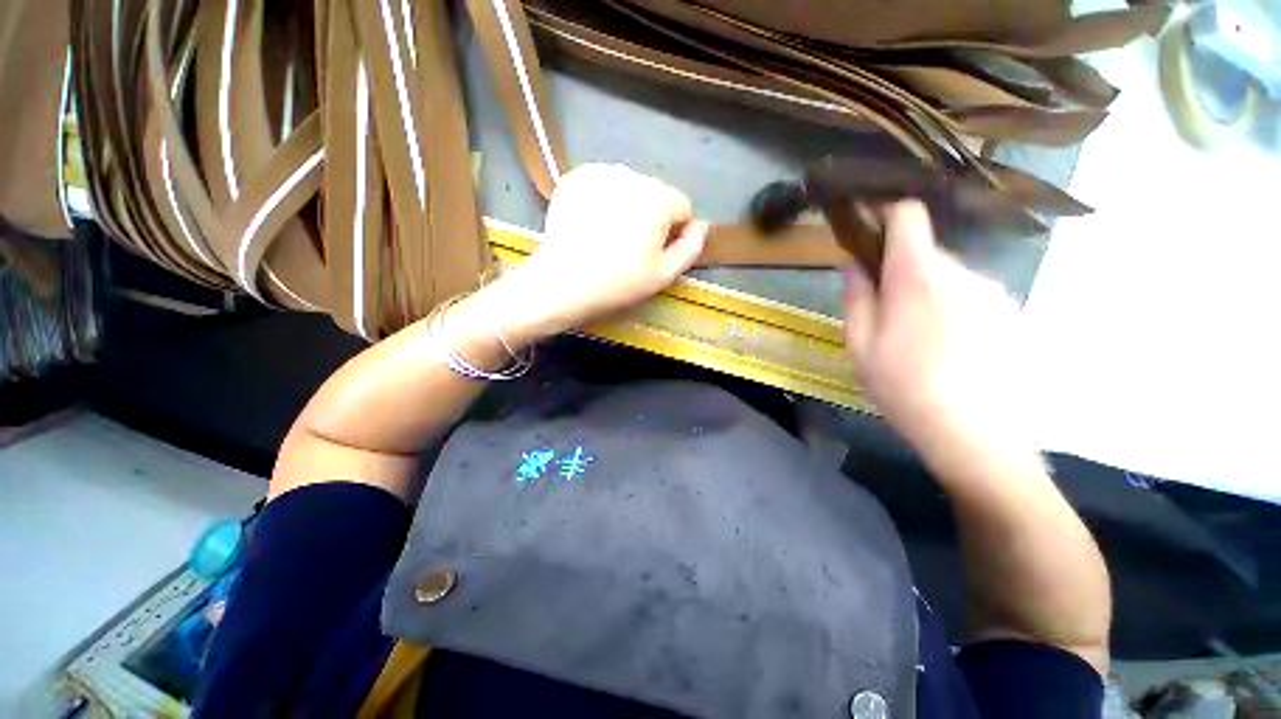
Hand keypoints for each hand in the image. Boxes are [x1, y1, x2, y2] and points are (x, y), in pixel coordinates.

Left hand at [484, 164, 707, 344]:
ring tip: (609, 237)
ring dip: (628, 208)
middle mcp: (632, 175)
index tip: (656, 254)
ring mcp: (600, 172)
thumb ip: (691, 247)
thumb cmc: (617, 283)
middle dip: (651, 218)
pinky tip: (592, 224)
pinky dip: (604, 201)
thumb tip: (700, 226)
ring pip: (630, 189)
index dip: (675, 233)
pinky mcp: (576, 177)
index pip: (683, 207)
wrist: (561, 282)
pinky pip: (604, 186)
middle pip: (656, 195)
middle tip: (630, 249)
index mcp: (658, 198)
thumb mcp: (664, 274)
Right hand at [843, 201, 1030, 452]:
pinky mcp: (1010, 313)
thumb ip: (856, 298)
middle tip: (885, 314)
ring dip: (926, 293)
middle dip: (900, 272)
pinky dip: (952, 308)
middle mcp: (962, 272)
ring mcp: (993, 291)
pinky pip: (970, 295)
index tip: (868, 236)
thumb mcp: (860, 346)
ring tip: (917, 339)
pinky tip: (947, 349)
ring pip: (948, 275)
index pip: (909, 215)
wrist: (975, 435)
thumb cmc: (904, 387)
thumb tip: (854, 265)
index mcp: (918, 276)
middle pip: (925, 251)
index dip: (886, 216)